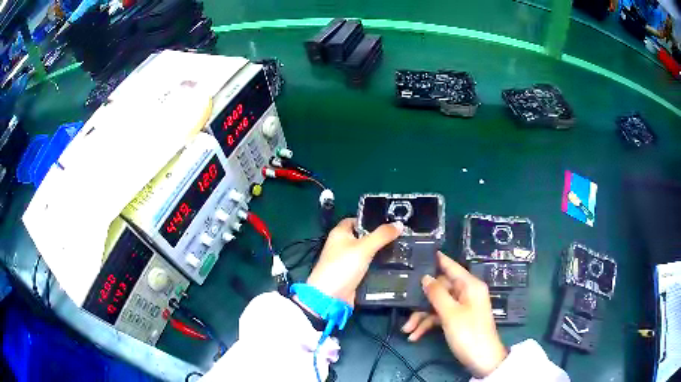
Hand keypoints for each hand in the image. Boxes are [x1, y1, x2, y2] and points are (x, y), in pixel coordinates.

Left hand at [305, 218, 402, 305]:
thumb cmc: (342, 267)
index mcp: (340, 233)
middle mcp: (342, 245)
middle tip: (400, 236)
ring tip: (402, 249)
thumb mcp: (364, 248)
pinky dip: (378, 266)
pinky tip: (394, 264)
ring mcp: (347, 261)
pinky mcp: (353, 275)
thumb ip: (382, 235)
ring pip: (368, 253)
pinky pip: (368, 266)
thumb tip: (399, 224)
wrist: (331, 297)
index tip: (390, 222)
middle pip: (364, 237)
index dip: (372, 220)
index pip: (357, 220)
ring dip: (381, 252)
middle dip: (380, 237)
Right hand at [402, 252, 506, 377]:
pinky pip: (440, 316)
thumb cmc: (468, 333)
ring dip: (421, 317)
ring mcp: (462, 307)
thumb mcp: (450, 314)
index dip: (438, 259)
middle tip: (404, 309)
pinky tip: (415, 336)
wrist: (482, 360)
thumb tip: (425, 277)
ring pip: (437, 305)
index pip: (452, 267)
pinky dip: (428, 325)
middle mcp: (466, 293)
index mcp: (469, 286)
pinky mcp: (457, 320)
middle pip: (440, 289)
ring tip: (406, 331)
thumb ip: (437, 294)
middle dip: (422, 301)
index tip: (421, 252)